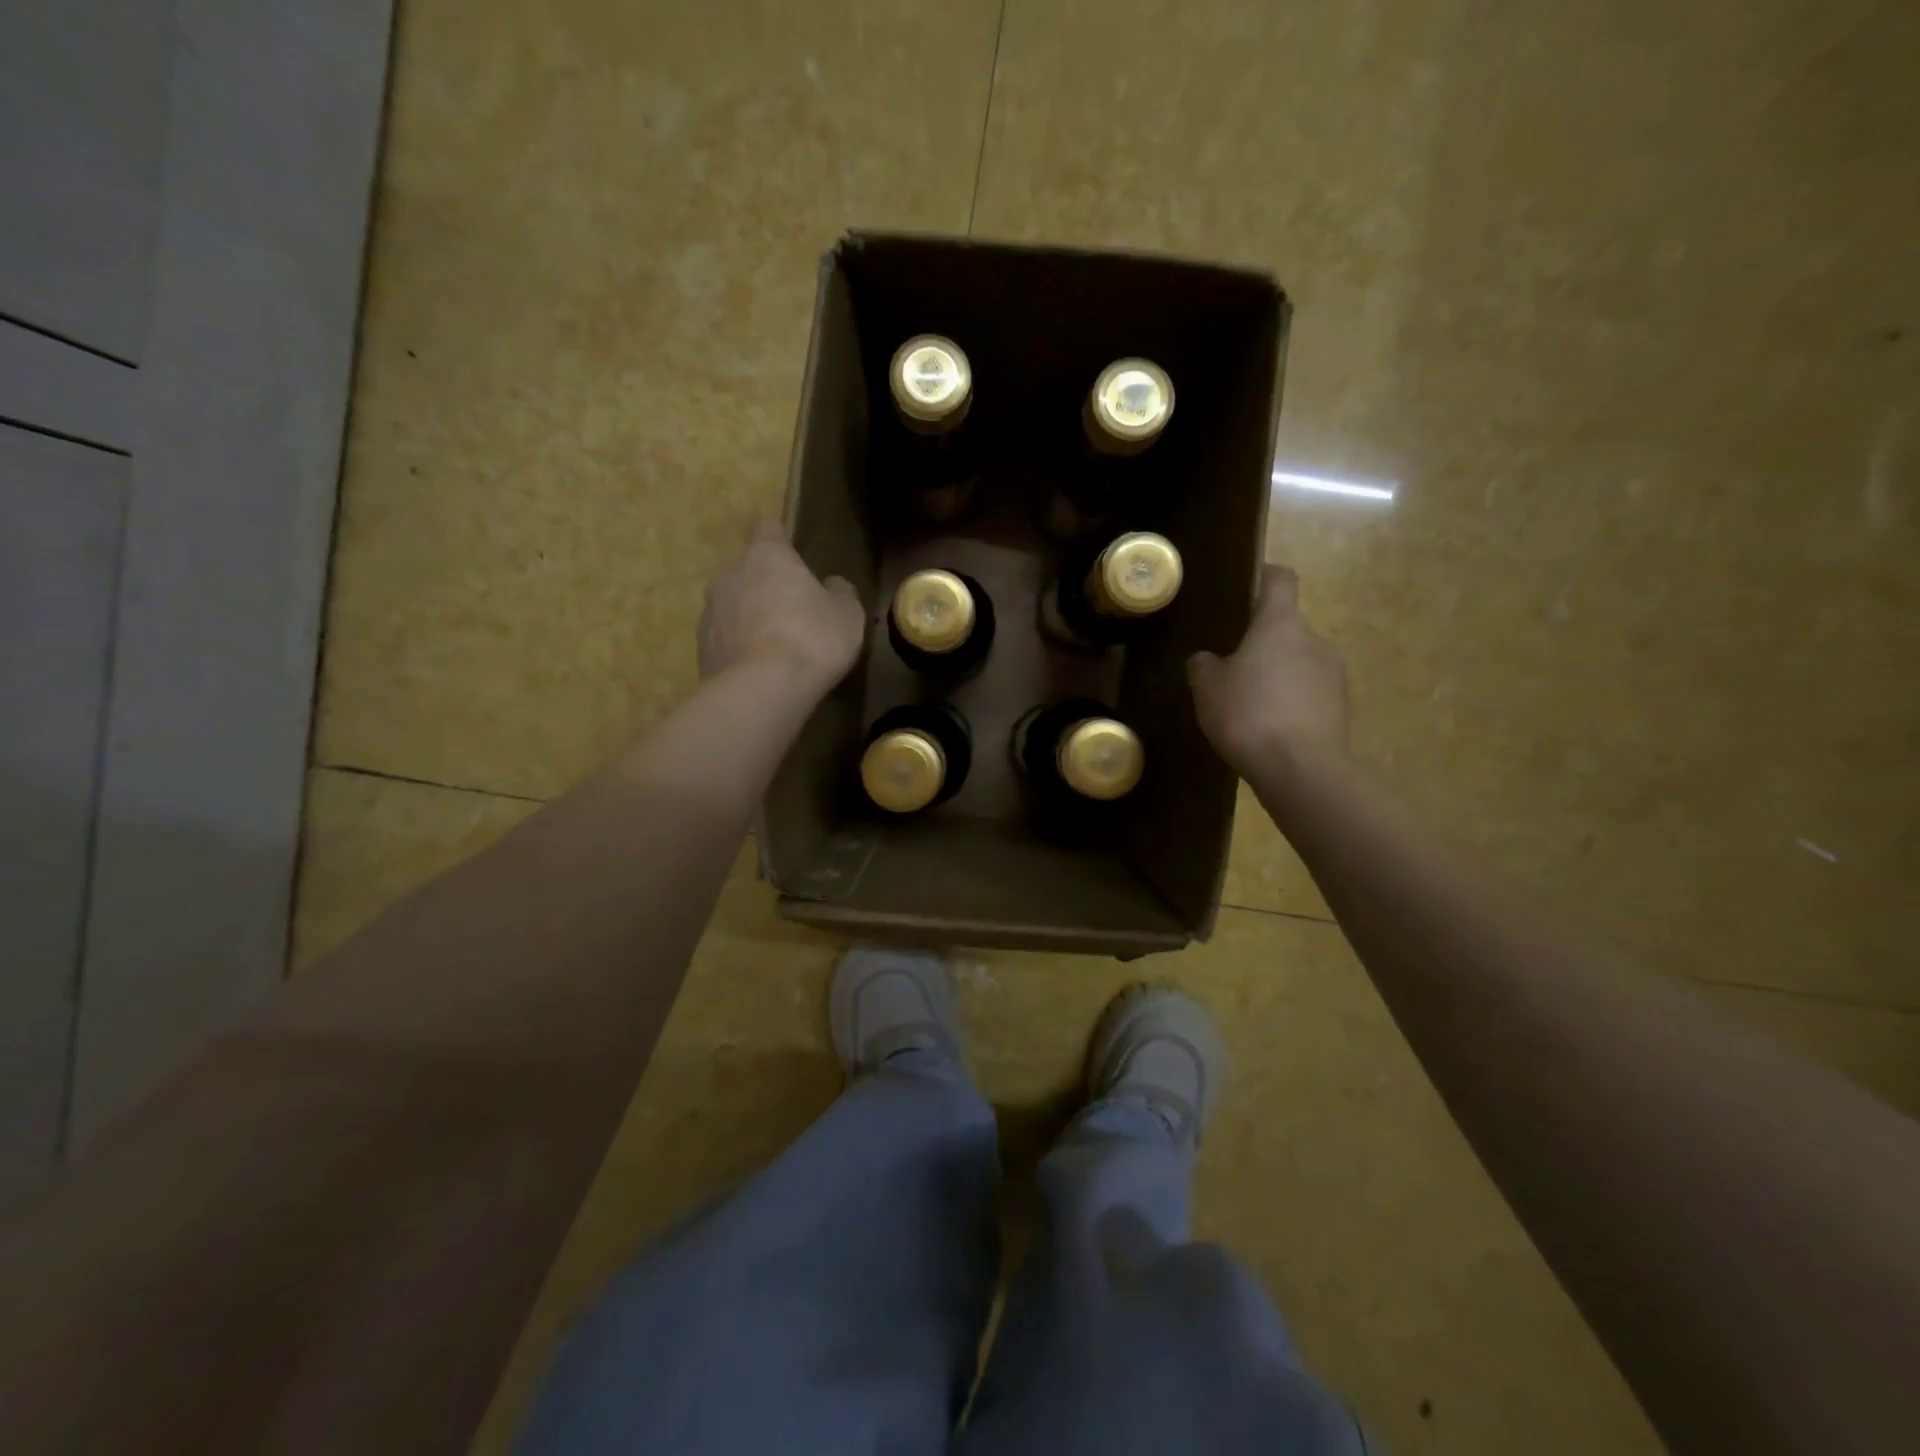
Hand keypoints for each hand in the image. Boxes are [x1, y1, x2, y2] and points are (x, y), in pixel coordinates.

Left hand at [699, 519, 865, 691]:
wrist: (762, 690)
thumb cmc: (811, 639)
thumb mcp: (847, 615)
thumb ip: (840, 593)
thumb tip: (832, 584)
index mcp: (766, 556)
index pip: (767, 528)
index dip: (780, 538)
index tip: (792, 552)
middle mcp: (729, 575)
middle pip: (747, 570)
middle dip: (765, 585)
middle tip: (792, 610)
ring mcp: (709, 613)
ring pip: (732, 606)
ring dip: (749, 618)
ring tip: (774, 646)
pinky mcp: (701, 649)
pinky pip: (725, 640)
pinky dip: (739, 649)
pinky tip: (760, 671)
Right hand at [1188, 563, 1348, 777]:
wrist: (1301, 769)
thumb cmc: (1249, 714)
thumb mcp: (1207, 688)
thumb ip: (1204, 665)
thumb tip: (1208, 659)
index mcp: (1281, 624)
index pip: (1280, 580)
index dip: (1264, 578)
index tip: (1247, 587)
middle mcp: (1314, 639)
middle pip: (1287, 628)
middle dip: (1263, 643)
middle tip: (1233, 667)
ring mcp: (1334, 674)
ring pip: (1300, 662)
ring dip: (1279, 675)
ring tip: (1251, 705)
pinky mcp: (1341, 707)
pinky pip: (1310, 694)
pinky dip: (1292, 702)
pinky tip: (1270, 728)